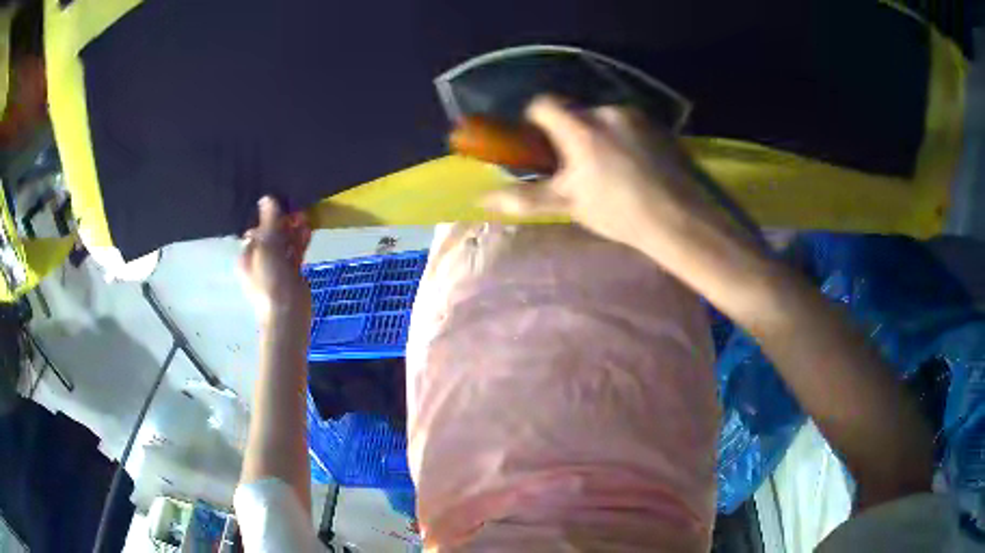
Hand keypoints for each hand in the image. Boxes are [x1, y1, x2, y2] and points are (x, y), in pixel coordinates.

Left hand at [238, 196, 311, 326]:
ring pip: (285, 244)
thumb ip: (269, 222)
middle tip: (297, 210)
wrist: (287, 314)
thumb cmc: (270, 280)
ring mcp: (276, 268)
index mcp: (247, 256)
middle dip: (283, 223)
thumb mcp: (267, 247)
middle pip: (271, 236)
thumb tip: (267, 197)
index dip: (268, 218)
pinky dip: (301, 242)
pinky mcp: (292, 274)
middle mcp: (260, 261)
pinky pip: (295, 253)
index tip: (282, 206)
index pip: (256, 231)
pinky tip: (308, 230)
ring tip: (305, 216)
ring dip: (294, 230)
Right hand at [482, 96, 714, 249]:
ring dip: (600, 135)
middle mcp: (607, 112)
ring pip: (604, 118)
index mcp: (580, 129)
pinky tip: (637, 166)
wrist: (679, 219)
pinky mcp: (658, 124)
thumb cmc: (619, 213)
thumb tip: (484, 199)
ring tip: (614, 169)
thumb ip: (526, 197)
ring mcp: (636, 116)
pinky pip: (629, 123)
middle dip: (572, 133)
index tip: (541, 141)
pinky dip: (625, 137)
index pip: (544, 105)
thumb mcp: (569, 205)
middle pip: (576, 113)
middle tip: (581, 166)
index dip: (535, 119)